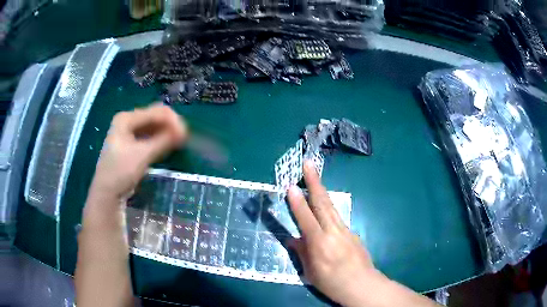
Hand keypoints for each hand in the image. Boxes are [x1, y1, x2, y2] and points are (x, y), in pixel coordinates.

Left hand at [91, 104, 186, 200]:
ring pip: (153, 127)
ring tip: (179, 142)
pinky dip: (159, 139)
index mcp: (126, 118)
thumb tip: (184, 132)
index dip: (172, 121)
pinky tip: (168, 145)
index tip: (185, 135)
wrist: (106, 193)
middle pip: (154, 117)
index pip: (155, 112)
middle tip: (184, 138)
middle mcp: (127, 121)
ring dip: (166, 132)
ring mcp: (128, 133)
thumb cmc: (120, 172)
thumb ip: (163, 141)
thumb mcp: (142, 155)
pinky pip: (149, 136)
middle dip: (170, 125)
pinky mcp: (131, 144)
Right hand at [287, 161, 381, 305]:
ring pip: (331, 206)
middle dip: (314, 181)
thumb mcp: (311, 272)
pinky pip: (337, 217)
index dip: (297, 202)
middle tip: (308, 163)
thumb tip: (293, 239)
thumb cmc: (332, 283)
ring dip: (322, 190)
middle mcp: (333, 232)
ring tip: (315, 177)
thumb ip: (302, 253)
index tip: (291, 185)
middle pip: (322, 203)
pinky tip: (324, 209)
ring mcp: (345, 230)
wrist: (362, 285)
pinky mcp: (352, 232)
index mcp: (319, 243)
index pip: (306, 218)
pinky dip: (328, 208)